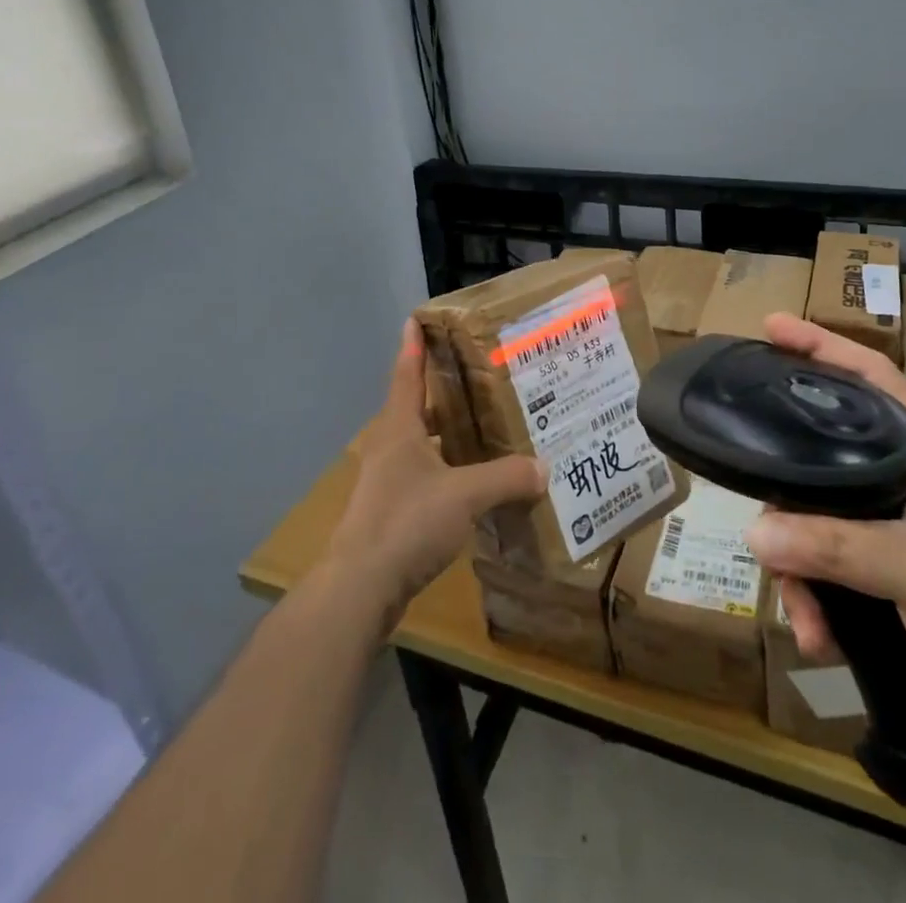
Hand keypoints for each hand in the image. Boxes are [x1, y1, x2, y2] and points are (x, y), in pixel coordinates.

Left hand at [326, 320, 546, 632]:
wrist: (360, 588)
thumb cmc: (407, 522)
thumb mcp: (465, 494)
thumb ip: (506, 478)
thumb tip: (545, 467)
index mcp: (399, 429)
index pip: (407, 374)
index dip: (413, 345)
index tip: (416, 318)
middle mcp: (390, 448)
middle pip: (416, 408)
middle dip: (442, 392)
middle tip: (477, 377)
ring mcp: (386, 482)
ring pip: (421, 445)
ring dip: (446, 435)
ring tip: (483, 428)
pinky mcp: (390, 513)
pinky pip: (424, 478)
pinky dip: (446, 471)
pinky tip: (472, 483)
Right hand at [742, 313, 905, 748]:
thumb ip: (835, 547)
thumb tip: (753, 532)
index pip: (870, 376)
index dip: (822, 345)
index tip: (771, 326)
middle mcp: (904, 477)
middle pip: (821, 455)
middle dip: (786, 499)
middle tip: (760, 525)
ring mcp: (892, 523)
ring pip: (816, 516)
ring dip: (799, 568)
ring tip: (801, 612)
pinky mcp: (885, 566)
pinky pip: (826, 562)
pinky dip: (815, 596)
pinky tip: (818, 635)